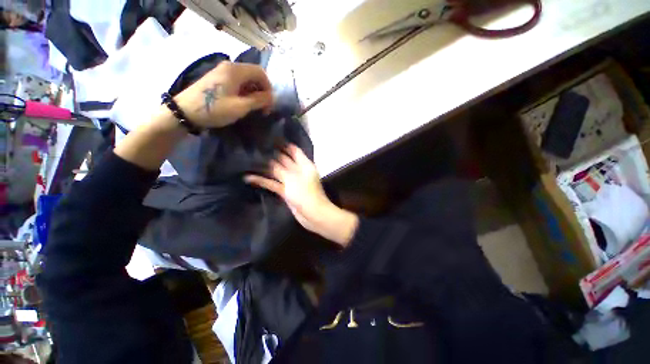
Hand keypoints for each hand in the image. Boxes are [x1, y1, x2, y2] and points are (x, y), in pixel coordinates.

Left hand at [174, 61, 273, 127]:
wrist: (185, 112)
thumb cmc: (215, 109)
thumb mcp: (240, 106)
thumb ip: (259, 100)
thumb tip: (272, 97)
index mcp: (235, 70)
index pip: (261, 72)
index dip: (268, 88)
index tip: (268, 104)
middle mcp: (229, 67)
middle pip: (254, 75)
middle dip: (262, 91)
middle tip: (263, 108)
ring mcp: (222, 72)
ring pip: (246, 79)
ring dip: (254, 93)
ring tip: (254, 107)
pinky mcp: (218, 79)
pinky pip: (238, 82)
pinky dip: (245, 92)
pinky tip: (243, 103)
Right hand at [245, 145, 358, 246]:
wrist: (312, 214)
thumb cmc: (305, 193)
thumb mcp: (292, 178)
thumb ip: (280, 168)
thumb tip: (268, 159)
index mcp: (304, 164)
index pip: (293, 150)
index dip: (283, 144)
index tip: (268, 138)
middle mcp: (298, 170)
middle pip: (284, 160)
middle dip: (271, 155)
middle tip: (254, 148)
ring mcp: (292, 181)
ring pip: (277, 172)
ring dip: (265, 168)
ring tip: (249, 162)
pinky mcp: (286, 191)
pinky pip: (274, 184)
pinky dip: (263, 181)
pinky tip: (250, 178)